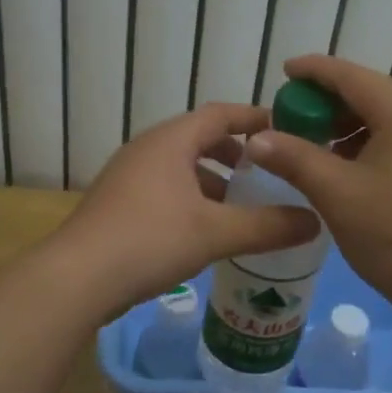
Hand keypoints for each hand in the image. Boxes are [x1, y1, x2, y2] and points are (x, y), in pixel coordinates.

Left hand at [56, 101, 320, 312]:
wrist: (76, 278)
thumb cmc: (149, 240)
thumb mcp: (216, 232)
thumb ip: (268, 226)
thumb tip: (315, 221)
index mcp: (170, 141)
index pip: (220, 114)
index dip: (255, 118)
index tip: (286, 129)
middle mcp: (147, 149)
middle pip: (199, 138)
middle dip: (235, 154)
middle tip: (266, 173)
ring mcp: (128, 177)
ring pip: (181, 167)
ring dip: (212, 181)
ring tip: (240, 207)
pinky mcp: (118, 204)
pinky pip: (164, 189)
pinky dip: (191, 199)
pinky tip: (204, 231)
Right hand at [245, 56, 391, 325]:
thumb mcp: (336, 193)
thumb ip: (294, 158)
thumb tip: (257, 138)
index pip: (353, 77)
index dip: (315, 71)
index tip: (285, 71)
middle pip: (375, 97)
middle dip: (331, 105)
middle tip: (296, 120)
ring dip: (353, 130)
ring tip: (321, 152)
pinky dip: (377, 148)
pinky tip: (357, 174)